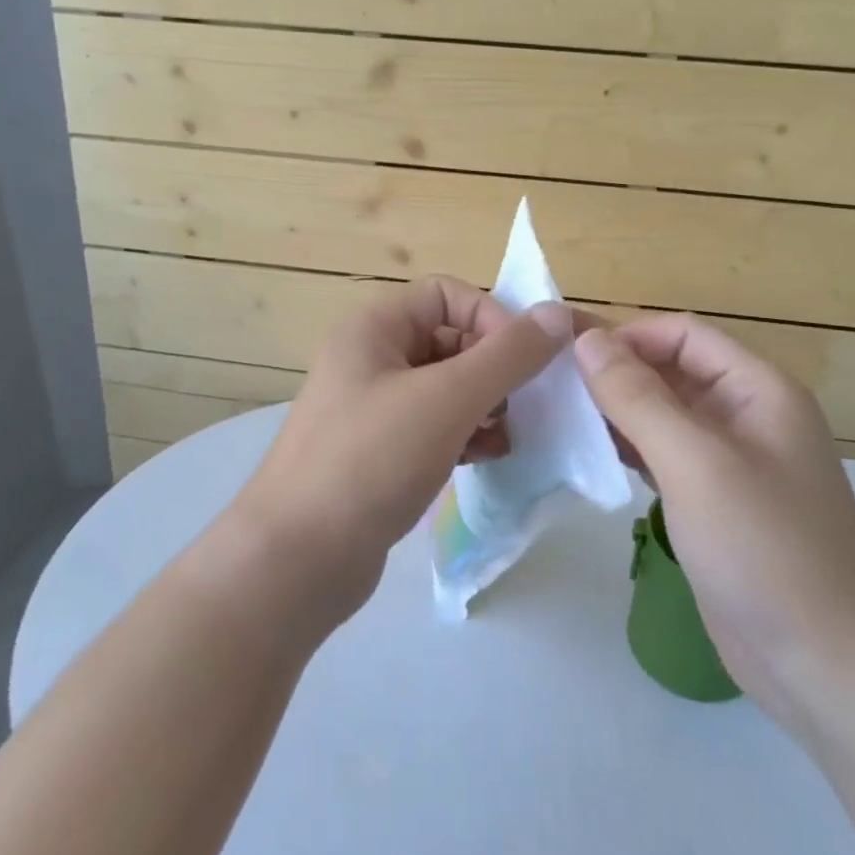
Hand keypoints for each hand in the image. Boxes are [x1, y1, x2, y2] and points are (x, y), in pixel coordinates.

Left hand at [232, 276, 573, 623]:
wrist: (297, 559)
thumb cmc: (371, 460)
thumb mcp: (447, 399)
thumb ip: (508, 355)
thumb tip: (557, 313)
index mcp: (373, 328)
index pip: (446, 294)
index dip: (490, 318)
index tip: (522, 362)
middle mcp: (369, 359)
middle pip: (449, 340)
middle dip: (493, 368)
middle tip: (524, 405)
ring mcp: (371, 408)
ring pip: (446, 387)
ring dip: (486, 404)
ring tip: (509, 436)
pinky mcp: (379, 453)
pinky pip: (434, 426)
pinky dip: (466, 434)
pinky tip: (490, 457)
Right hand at [573, 315, 854, 725]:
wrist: (824, 664)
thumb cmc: (764, 548)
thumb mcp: (695, 462)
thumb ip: (638, 397)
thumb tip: (588, 340)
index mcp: (759, 391)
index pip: (685, 335)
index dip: (628, 336)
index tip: (568, 356)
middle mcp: (748, 416)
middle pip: (673, 372)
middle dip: (616, 373)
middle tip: (551, 385)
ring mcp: (732, 463)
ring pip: (664, 415)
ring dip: (617, 411)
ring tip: (560, 416)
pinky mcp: (714, 503)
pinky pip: (664, 456)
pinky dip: (629, 449)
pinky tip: (592, 456)